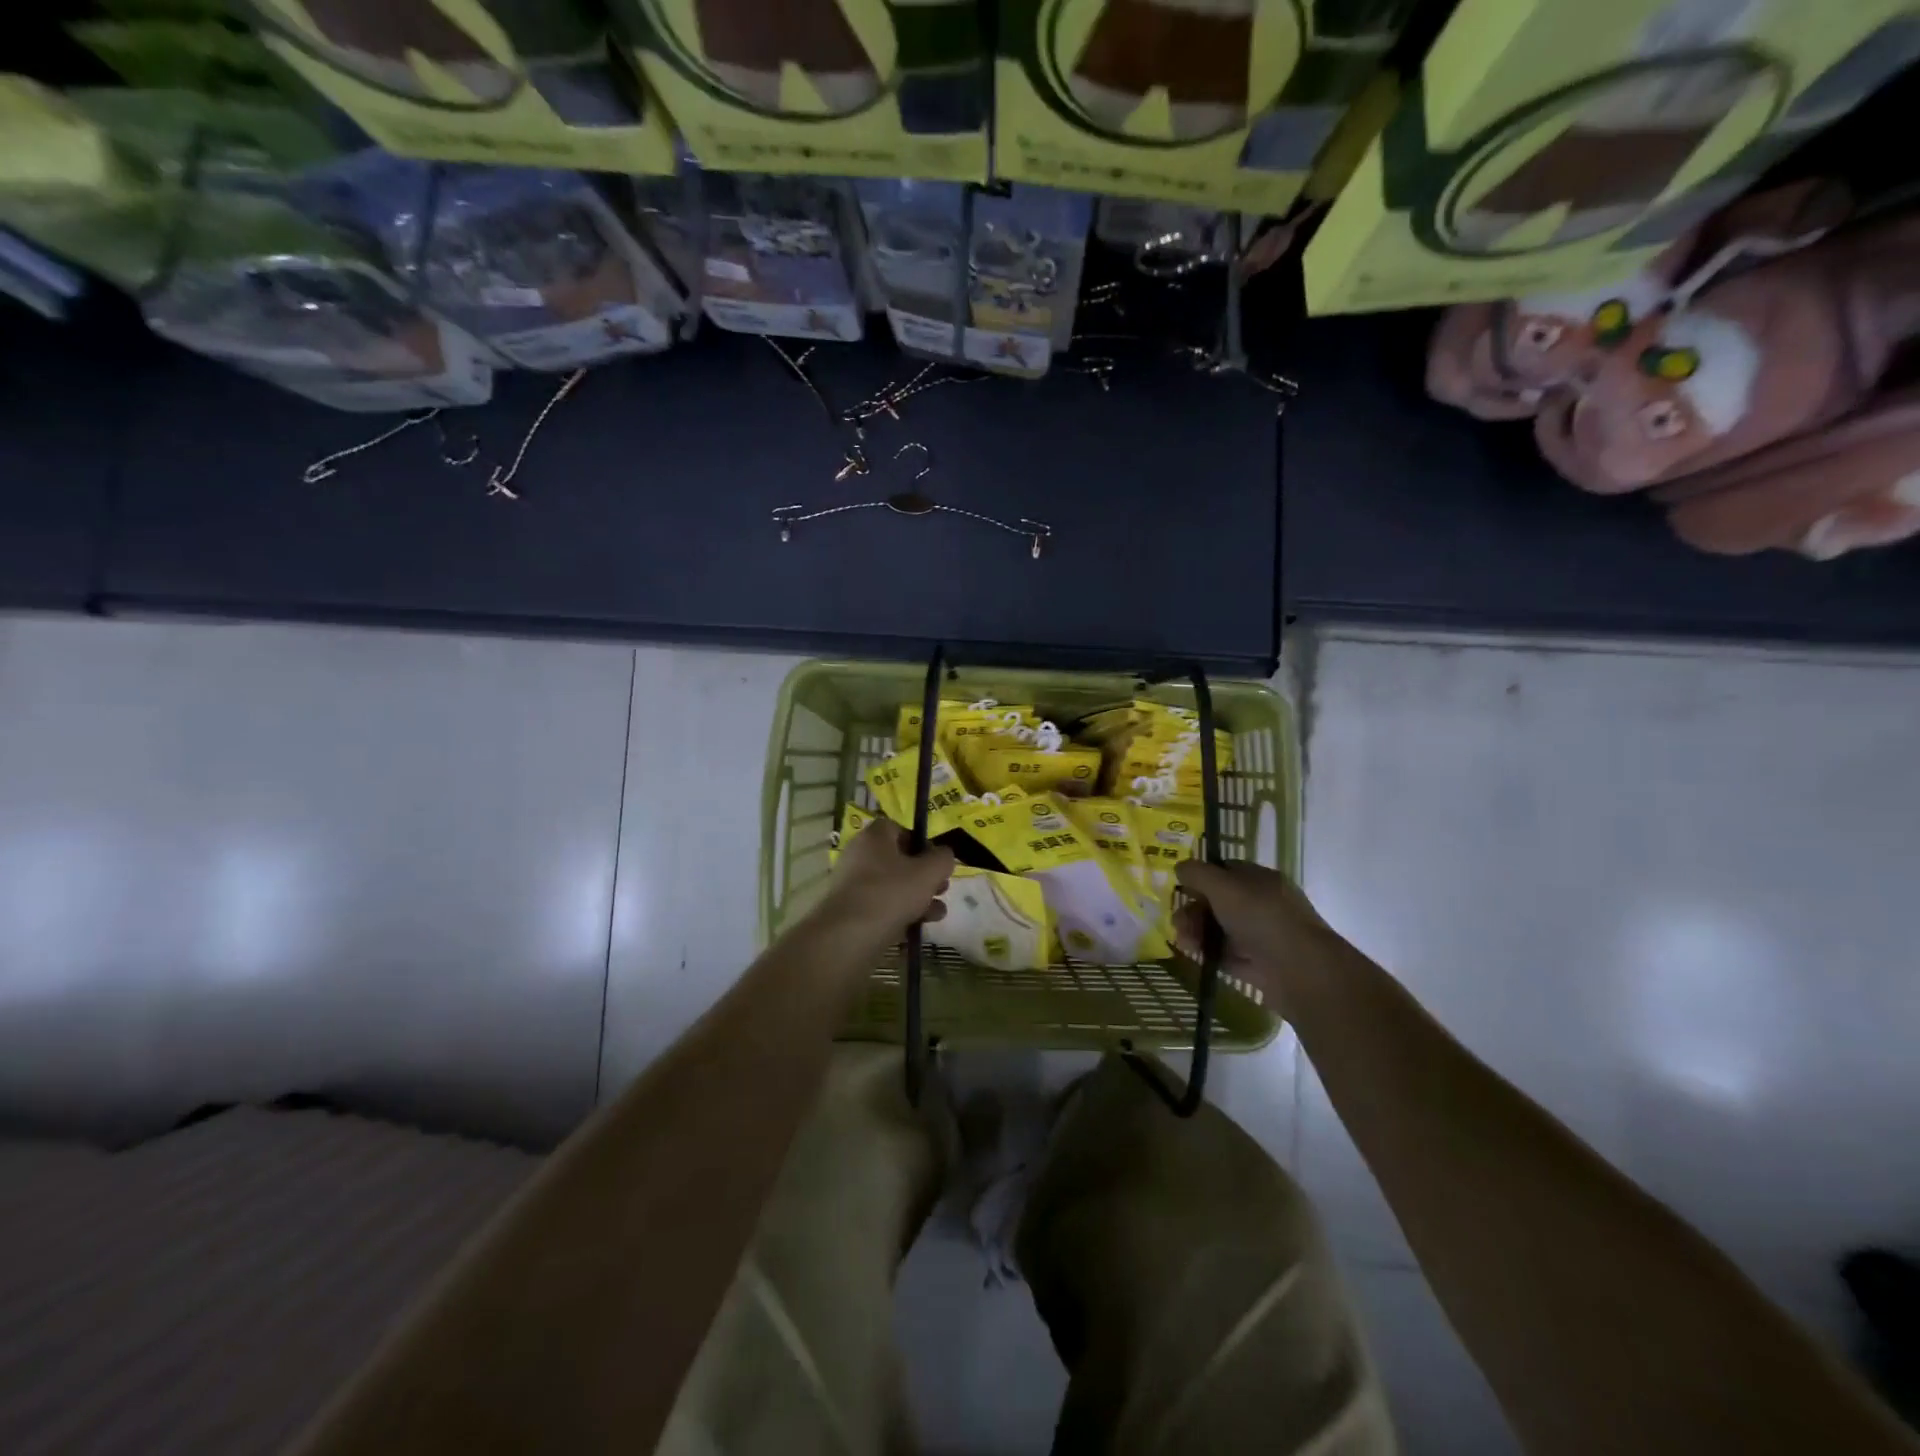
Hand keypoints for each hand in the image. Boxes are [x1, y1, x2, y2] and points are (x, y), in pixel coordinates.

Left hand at [816, 819, 953, 939]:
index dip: (920, 842)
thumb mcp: (928, 872)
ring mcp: (853, 885)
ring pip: (893, 886)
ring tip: (938, 913)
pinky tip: (920, 927)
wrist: (848, 936)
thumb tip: (944, 855)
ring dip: (919, 897)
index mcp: (874, 837)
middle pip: (898, 860)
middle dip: (925, 875)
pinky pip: (882, 906)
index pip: (898, 828)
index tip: (936, 860)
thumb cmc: (890, 893)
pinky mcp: (852, 911)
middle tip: (942, 888)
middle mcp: (860, 856)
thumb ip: (942, 859)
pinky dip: (901, 913)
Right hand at [1173, 861, 1341, 1004]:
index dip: (1201, 876)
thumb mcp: (1223, 886)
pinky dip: (1209, 954)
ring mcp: (1262, 936)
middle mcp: (1263, 905)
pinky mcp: (1259, 965)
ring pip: (1221, 929)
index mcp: (1261, 880)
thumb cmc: (1261, 918)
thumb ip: (1197, 873)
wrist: (1300, 971)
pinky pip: (1227, 955)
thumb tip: (1180, 868)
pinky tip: (1195, 957)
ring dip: (1197, 932)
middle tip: (1178, 922)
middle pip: (1219, 902)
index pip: (1226, 870)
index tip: (1181, 888)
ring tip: (1185, 943)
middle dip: (1194, 910)